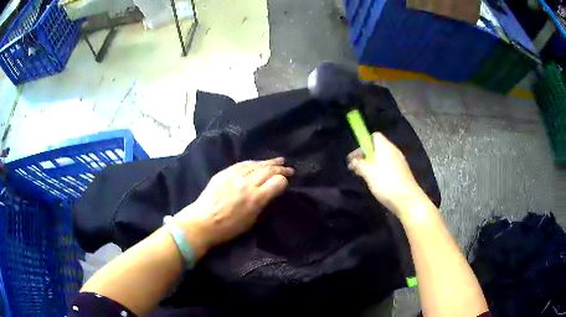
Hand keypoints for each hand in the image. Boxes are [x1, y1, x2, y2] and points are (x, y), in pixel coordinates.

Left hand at [174, 158, 293, 257]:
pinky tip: (259, 162)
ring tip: (279, 161)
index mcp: (255, 198)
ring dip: (269, 163)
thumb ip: (263, 204)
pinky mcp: (224, 173)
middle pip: (268, 170)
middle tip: (289, 169)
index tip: (285, 184)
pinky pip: (242, 164)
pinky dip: (253, 163)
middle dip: (281, 169)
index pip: (277, 182)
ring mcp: (234, 175)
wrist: (202, 222)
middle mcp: (247, 183)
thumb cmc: (229, 228)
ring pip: (256, 164)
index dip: (283, 182)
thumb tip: (271, 192)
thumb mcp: (252, 220)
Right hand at [348, 132, 428, 218]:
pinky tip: (375, 182)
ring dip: (371, 165)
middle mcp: (393, 151)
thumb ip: (359, 164)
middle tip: (356, 168)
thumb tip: (353, 160)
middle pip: (377, 147)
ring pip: (382, 158)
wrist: (407, 200)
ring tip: (363, 176)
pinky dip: (379, 171)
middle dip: (365, 156)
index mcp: (385, 147)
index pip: (374, 136)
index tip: (355, 156)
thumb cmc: (386, 183)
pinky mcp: (402, 173)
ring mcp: (399, 162)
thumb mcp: (368, 172)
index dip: (363, 143)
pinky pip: (388, 167)